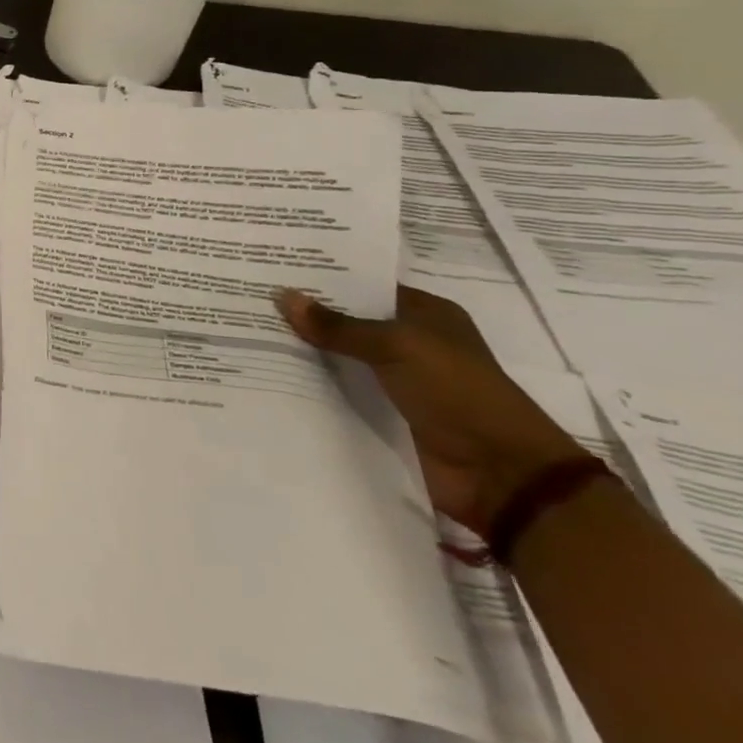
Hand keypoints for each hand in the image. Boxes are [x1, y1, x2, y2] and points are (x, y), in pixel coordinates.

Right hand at [276, 285, 587, 536]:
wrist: (498, 474)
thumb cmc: (458, 393)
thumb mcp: (397, 347)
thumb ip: (338, 325)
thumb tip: (283, 296)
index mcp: (425, 315)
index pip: (364, 286)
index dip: (323, 279)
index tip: (272, 269)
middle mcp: (409, 343)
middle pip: (346, 321)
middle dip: (304, 314)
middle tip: (247, 297)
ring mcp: (393, 381)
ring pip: (336, 357)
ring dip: (300, 351)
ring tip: (244, 332)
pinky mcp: (380, 413)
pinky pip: (335, 391)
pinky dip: (307, 385)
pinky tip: (264, 371)